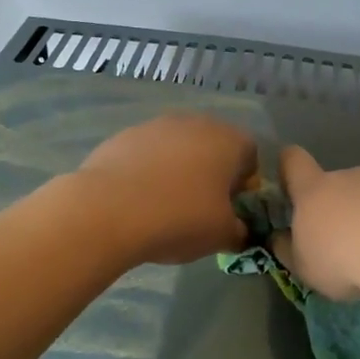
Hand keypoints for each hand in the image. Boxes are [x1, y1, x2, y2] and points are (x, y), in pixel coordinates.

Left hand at [78, 113, 258, 264]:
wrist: (108, 210)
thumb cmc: (180, 218)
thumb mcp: (222, 235)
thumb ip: (239, 230)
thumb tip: (238, 230)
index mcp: (228, 140)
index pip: (250, 155)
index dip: (245, 183)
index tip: (231, 209)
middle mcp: (195, 123)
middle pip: (213, 146)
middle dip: (211, 173)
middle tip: (200, 208)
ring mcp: (155, 125)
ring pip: (178, 147)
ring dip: (178, 170)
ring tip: (165, 205)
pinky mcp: (123, 136)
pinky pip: (147, 154)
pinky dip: (148, 171)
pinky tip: (137, 199)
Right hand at [270, 146, 359, 300]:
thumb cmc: (342, 258)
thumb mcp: (305, 267)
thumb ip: (291, 251)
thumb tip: (280, 239)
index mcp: (313, 191)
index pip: (293, 161)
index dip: (288, 165)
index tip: (290, 180)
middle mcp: (348, 177)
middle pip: (338, 183)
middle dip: (340, 208)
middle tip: (348, 244)